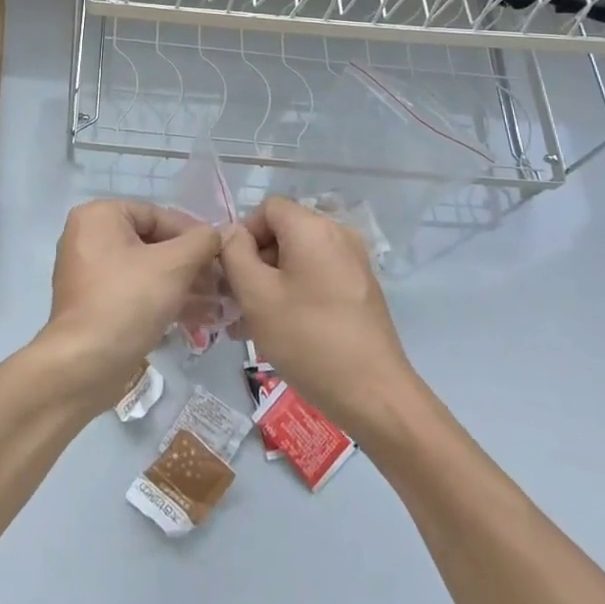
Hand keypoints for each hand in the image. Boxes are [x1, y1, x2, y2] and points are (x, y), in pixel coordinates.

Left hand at [37, 200, 221, 413]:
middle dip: (190, 264)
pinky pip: (135, 291)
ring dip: (183, 284)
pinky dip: (163, 299)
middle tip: (221, 282)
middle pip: (152, 243)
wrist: (84, 365)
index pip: (157, 215)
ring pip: (146, 270)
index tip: (221, 254)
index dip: (193, 234)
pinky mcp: (95, 303)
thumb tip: (217, 233)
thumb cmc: (128, 301)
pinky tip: (198, 316)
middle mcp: (89, 237)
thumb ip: (201, 242)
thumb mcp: (174, 265)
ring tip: (217, 302)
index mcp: (99, 216)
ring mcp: (89, 272)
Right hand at [218, 196, 419, 433]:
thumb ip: (234, 254)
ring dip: (271, 283)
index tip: (231, 273)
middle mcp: (338, 235)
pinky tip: (280, 330)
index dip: (243, 235)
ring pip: (298, 259)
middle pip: (283, 233)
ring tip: (250, 324)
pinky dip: (294, 294)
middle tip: (236, 303)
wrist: (373, 394)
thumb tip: (232, 234)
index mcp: (313, 227)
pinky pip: (317, 277)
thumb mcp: (256, 294)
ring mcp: (353, 263)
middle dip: (254, 263)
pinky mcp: (361, 290)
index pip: (266, 209)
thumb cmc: (307, 338)